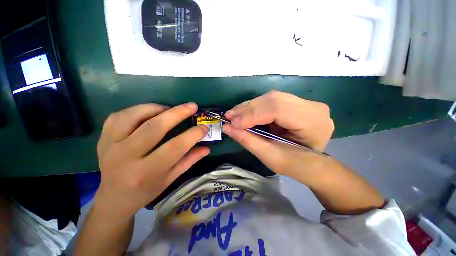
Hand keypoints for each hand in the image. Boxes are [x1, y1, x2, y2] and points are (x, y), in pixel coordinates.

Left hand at [94, 103, 209, 219]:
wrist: (114, 198)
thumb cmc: (146, 190)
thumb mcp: (171, 178)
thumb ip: (189, 161)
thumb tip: (207, 148)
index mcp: (146, 172)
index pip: (175, 147)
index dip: (193, 135)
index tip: (204, 127)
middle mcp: (126, 158)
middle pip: (154, 127)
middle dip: (178, 113)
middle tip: (192, 106)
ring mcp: (110, 146)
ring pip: (134, 116)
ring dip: (157, 108)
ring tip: (170, 109)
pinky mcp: (102, 138)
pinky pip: (119, 116)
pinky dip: (138, 110)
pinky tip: (149, 113)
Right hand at [223, 91, 333, 177]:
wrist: (312, 164)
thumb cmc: (294, 165)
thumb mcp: (270, 157)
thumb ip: (248, 140)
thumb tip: (226, 127)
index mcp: (313, 122)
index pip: (278, 109)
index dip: (252, 114)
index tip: (232, 122)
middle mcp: (312, 107)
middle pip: (273, 99)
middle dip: (248, 109)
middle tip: (229, 116)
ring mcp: (305, 103)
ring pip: (271, 98)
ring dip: (250, 107)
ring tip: (234, 115)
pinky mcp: (296, 103)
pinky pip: (271, 101)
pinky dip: (256, 107)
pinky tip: (245, 113)